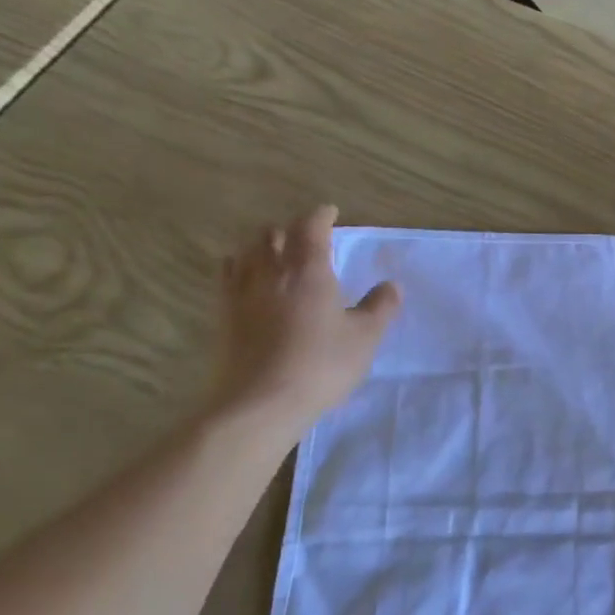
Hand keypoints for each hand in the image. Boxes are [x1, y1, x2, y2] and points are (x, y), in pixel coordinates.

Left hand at [207, 205, 400, 434]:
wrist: (260, 402)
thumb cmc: (321, 365)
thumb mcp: (365, 337)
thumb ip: (380, 307)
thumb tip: (391, 285)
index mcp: (308, 270)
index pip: (311, 227)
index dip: (321, 216)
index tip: (331, 212)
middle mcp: (270, 271)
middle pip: (273, 234)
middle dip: (290, 229)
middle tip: (306, 237)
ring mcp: (241, 292)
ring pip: (247, 251)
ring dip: (263, 245)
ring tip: (276, 253)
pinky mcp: (222, 315)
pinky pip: (228, 276)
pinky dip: (240, 267)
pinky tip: (247, 279)